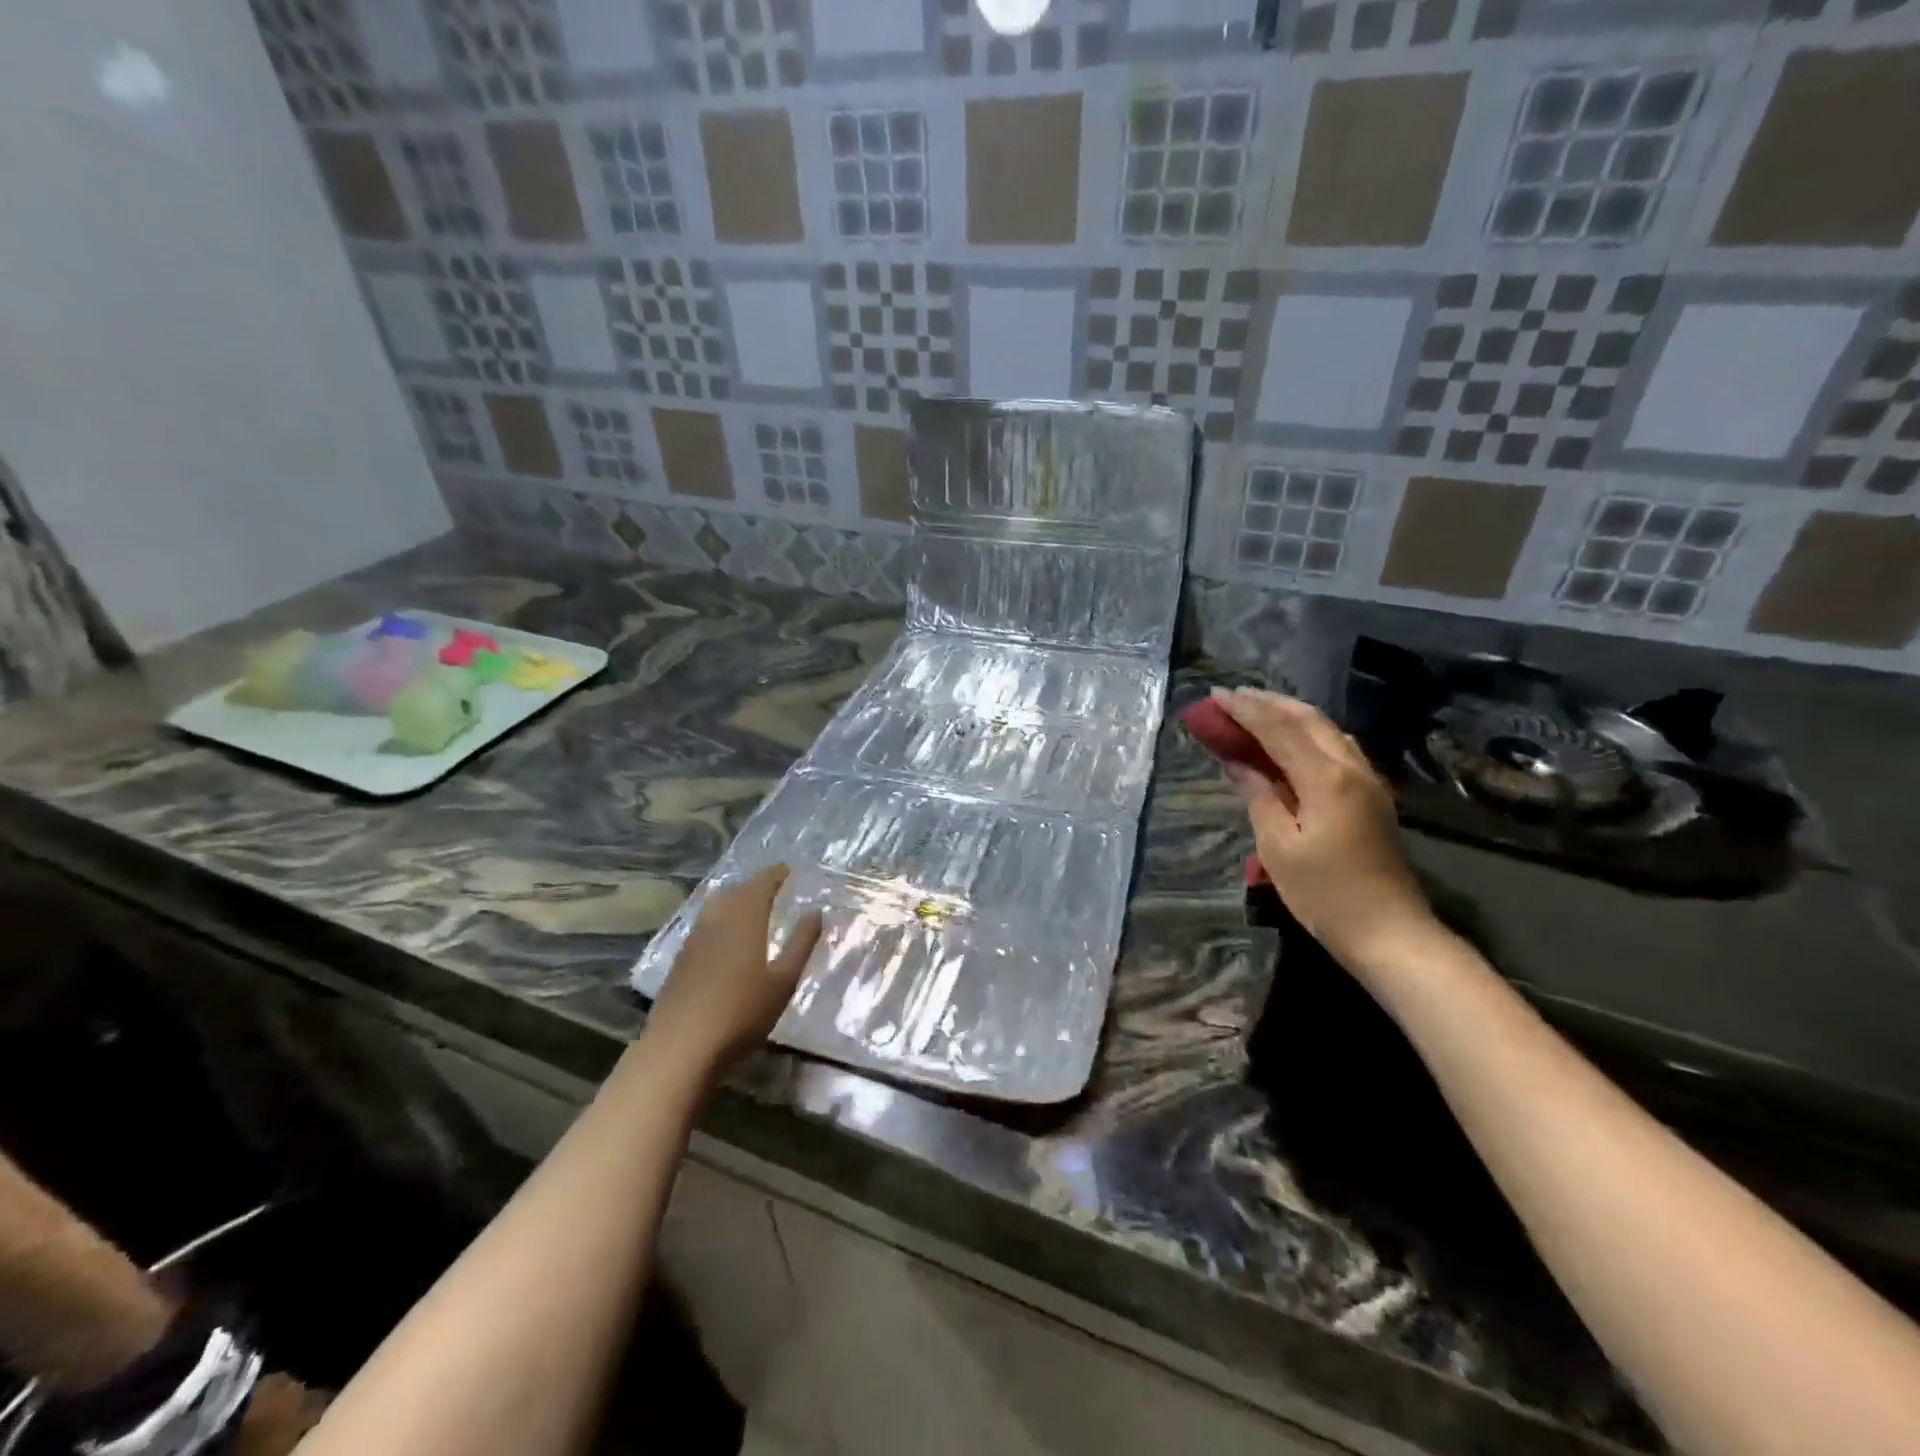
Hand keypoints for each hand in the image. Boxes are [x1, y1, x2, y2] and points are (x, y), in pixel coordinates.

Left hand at [642, 865, 821, 1084]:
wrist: (681, 1048)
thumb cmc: (742, 1013)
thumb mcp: (783, 981)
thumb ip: (801, 943)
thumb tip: (815, 912)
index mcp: (745, 919)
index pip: (762, 884)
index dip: (776, 874)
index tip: (788, 869)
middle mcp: (717, 920)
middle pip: (737, 891)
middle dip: (756, 884)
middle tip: (774, 886)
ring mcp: (694, 939)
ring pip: (717, 906)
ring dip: (736, 899)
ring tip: (751, 905)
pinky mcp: (681, 959)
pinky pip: (705, 924)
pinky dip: (720, 918)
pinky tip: (724, 935)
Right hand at [1212, 687, 1435, 966]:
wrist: (1389, 932)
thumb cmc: (1324, 894)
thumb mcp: (1277, 846)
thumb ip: (1258, 794)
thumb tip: (1235, 761)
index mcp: (1326, 779)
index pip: (1279, 730)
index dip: (1245, 711)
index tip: (1215, 696)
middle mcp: (1352, 768)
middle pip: (1308, 720)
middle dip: (1268, 704)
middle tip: (1231, 698)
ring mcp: (1368, 780)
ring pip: (1326, 730)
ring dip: (1289, 714)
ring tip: (1255, 711)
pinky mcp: (1371, 795)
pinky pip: (1336, 747)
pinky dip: (1307, 733)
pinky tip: (1290, 740)